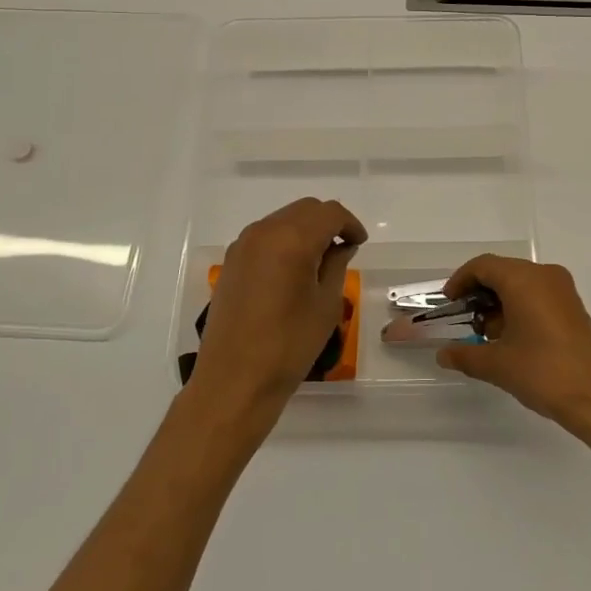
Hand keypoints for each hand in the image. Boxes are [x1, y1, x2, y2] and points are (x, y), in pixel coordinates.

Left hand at [188, 198, 366, 430]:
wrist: (235, 380)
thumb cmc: (289, 345)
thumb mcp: (326, 304)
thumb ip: (336, 265)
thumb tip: (340, 246)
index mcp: (292, 239)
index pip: (329, 213)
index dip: (350, 224)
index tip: (359, 244)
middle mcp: (264, 232)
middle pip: (304, 210)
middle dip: (328, 223)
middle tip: (343, 249)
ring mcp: (242, 245)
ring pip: (282, 220)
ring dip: (304, 230)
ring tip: (319, 260)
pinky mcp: (231, 262)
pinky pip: (264, 237)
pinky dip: (284, 241)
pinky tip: (293, 270)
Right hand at [435, 256, 590, 441]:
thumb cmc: (544, 372)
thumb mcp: (497, 364)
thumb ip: (465, 355)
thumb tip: (443, 355)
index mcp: (524, 279)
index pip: (483, 266)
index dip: (460, 281)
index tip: (448, 303)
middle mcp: (545, 275)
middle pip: (502, 272)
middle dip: (478, 294)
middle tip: (463, 320)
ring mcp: (562, 291)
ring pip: (521, 284)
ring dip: (499, 303)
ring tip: (485, 336)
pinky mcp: (573, 308)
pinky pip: (537, 296)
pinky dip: (518, 309)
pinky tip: (510, 339)